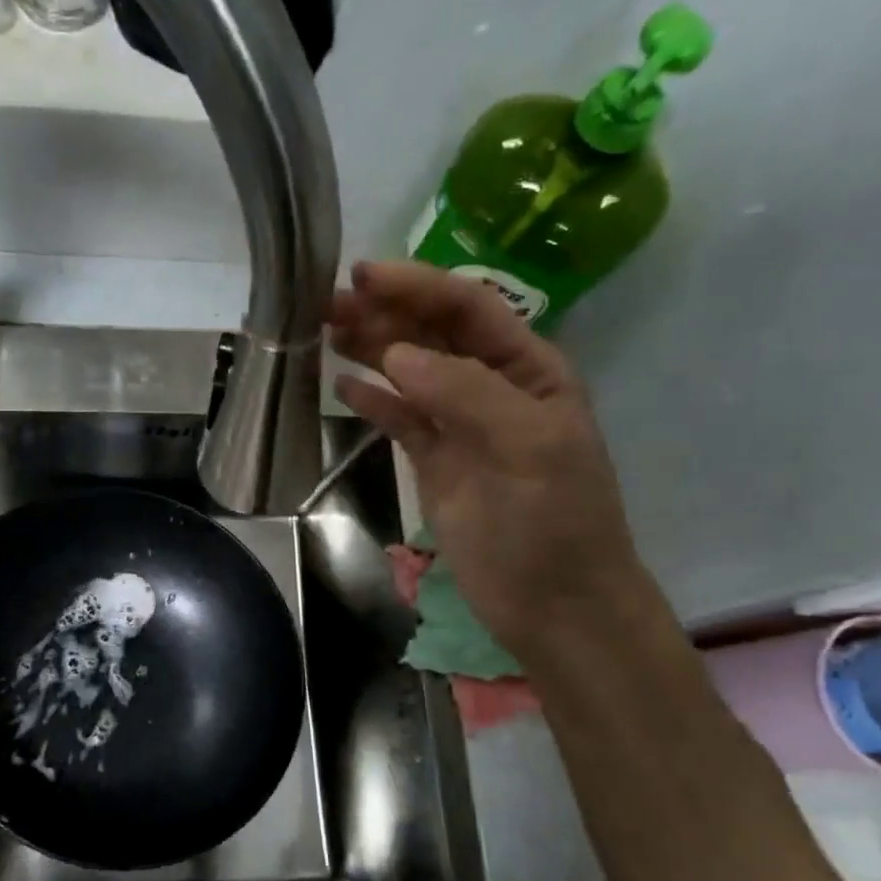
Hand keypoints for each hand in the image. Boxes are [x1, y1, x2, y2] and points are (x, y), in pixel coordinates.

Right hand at [330, 261, 643, 655]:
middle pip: (432, 336)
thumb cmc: (555, 522)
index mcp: (528, 370)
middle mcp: (492, 388)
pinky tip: (342, 386)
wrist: (555, 604)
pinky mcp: (436, 464)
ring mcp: (460, 427)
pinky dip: (373, 401)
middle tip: (325, 302)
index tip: (363, 276)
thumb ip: (465, 393)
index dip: (417, 287)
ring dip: (371, 350)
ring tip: (324, 331)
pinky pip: (400, 421)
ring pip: (410, 374)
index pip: (468, 310)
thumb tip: (396, 355)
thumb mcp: (528, 446)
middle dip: (384, 314)